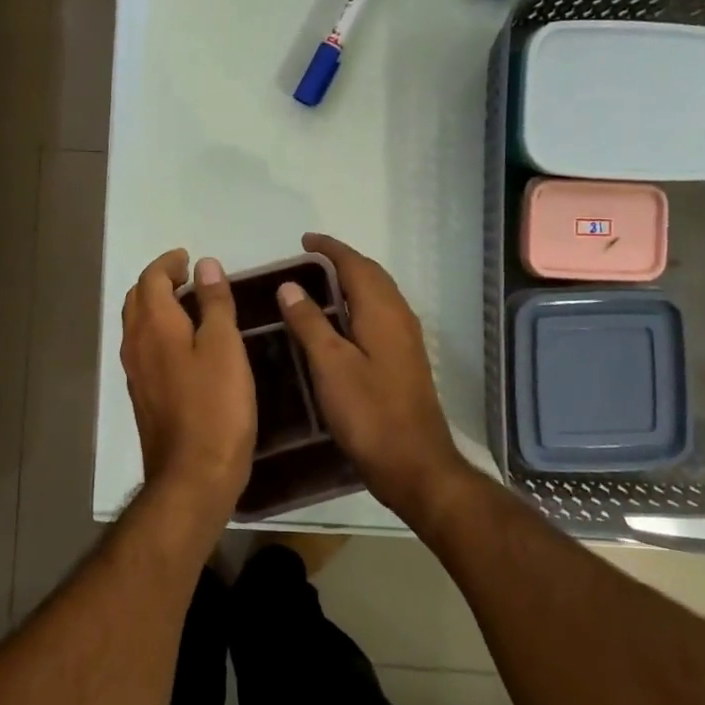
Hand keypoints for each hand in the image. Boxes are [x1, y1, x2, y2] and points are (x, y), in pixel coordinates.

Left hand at [120, 250, 255, 522]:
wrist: (193, 475)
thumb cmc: (215, 405)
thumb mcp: (224, 346)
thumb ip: (214, 303)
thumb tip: (205, 265)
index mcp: (154, 326)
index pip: (150, 279)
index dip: (168, 263)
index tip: (188, 258)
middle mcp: (136, 344)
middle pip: (137, 299)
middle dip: (158, 282)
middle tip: (187, 277)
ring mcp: (136, 373)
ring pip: (138, 325)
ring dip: (157, 307)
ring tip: (188, 305)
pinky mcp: (143, 396)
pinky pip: (144, 348)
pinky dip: (159, 332)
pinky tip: (184, 345)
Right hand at [276, 233, 474, 521]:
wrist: (414, 463)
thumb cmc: (368, 412)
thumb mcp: (330, 365)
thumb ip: (310, 322)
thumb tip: (289, 285)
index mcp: (382, 311)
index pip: (355, 265)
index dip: (330, 249)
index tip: (304, 240)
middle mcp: (399, 317)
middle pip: (371, 275)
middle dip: (343, 260)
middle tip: (310, 258)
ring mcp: (406, 340)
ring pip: (379, 295)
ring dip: (353, 280)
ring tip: (322, 282)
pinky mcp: (405, 360)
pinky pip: (381, 314)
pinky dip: (360, 303)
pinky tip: (343, 322)